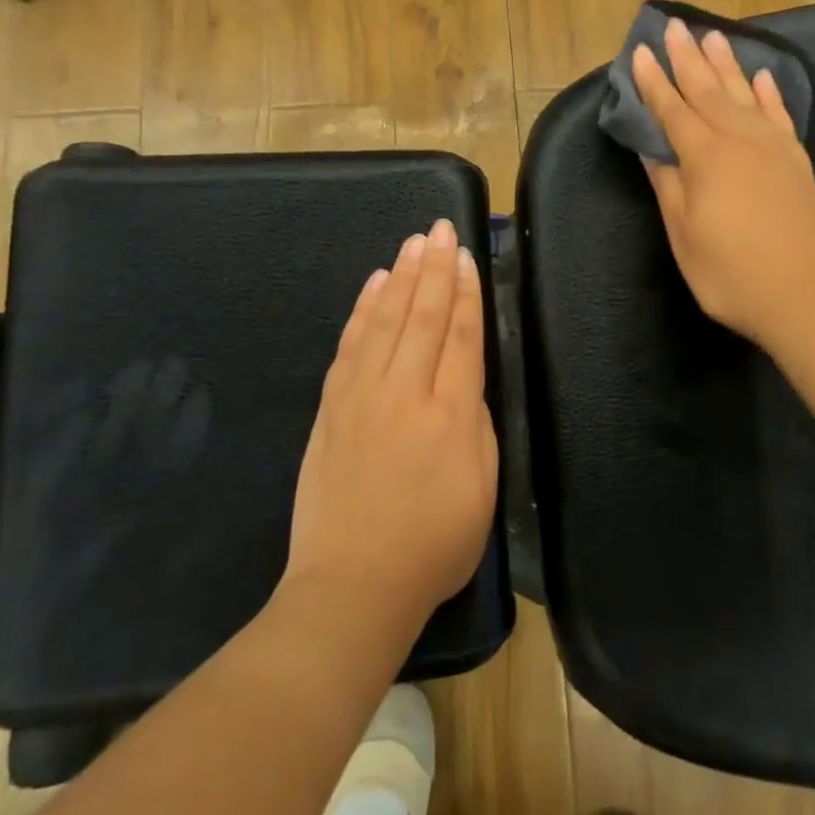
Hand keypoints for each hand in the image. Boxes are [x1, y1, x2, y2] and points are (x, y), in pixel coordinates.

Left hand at [284, 220, 497, 624]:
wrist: (353, 585)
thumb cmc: (434, 545)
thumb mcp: (482, 488)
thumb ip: (476, 425)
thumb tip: (464, 383)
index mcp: (450, 414)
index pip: (460, 336)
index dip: (465, 292)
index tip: (465, 256)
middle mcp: (404, 393)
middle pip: (422, 317)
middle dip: (434, 268)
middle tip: (440, 229)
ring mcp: (361, 397)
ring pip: (384, 321)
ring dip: (400, 278)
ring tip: (411, 244)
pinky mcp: (332, 409)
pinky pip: (349, 346)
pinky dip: (363, 311)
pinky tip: (374, 287)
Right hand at [633, 18, 814, 350]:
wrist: (805, 296)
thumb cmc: (730, 273)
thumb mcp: (684, 234)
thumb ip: (667, 184)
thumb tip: (649, 147)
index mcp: (705, 157)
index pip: (672, 110)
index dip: (653, 82)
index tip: (638, 52)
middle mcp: (739, 140)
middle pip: (708, 90)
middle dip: (687, 58)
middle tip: (673, 25)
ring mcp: (773, 148)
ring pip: (744, 94)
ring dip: (727, 64)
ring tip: (713, 35)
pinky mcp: (797, 161)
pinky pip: (780, 115)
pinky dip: (770, 93)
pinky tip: (763, 77)